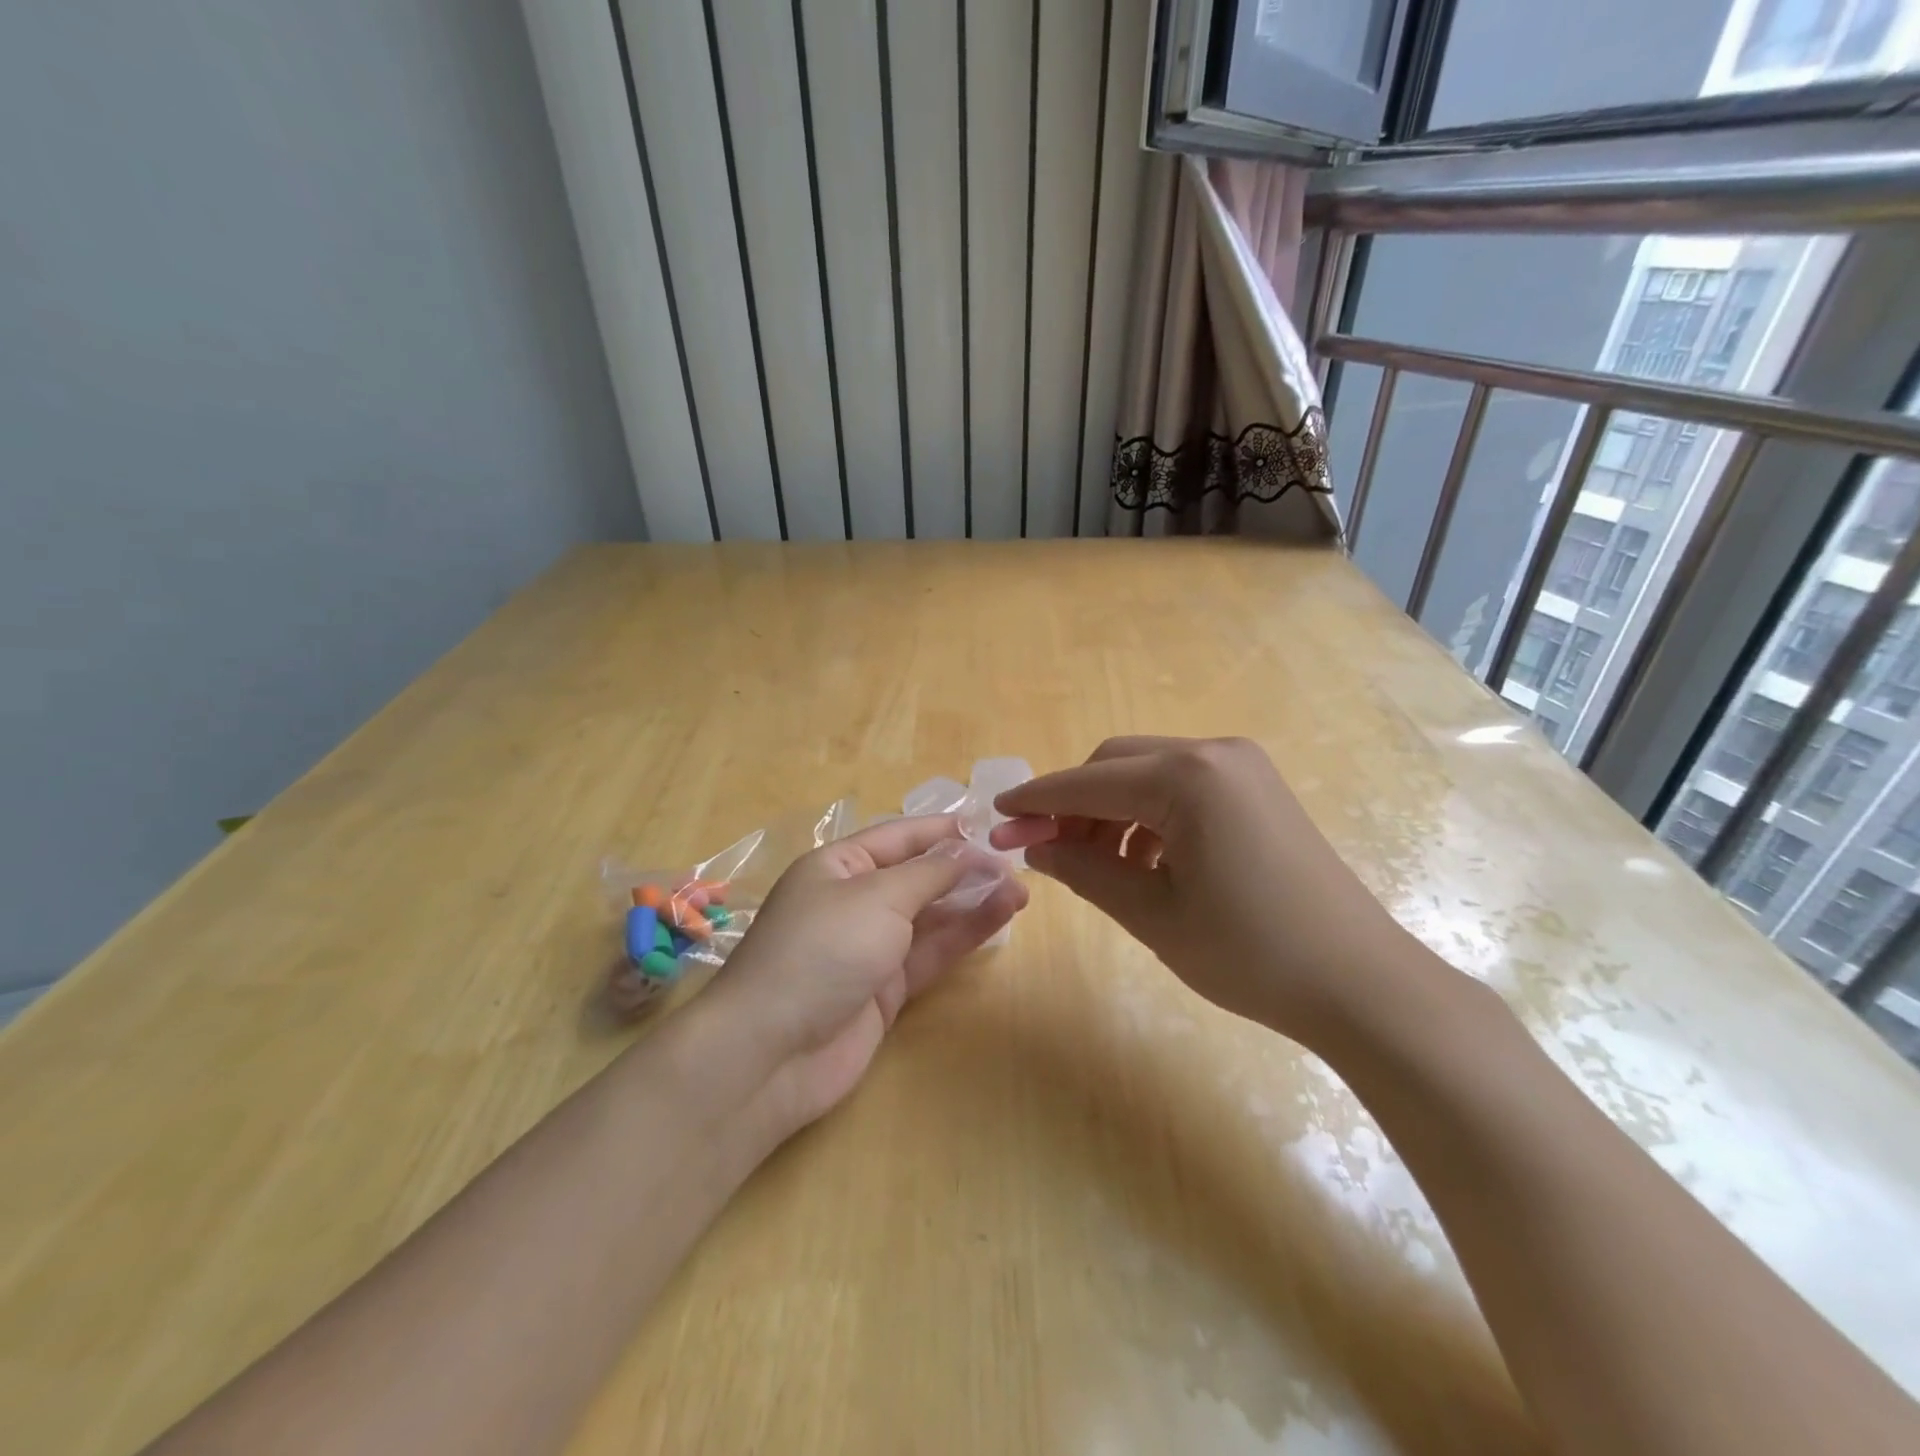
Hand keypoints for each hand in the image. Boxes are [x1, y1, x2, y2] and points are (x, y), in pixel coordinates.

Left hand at [701, 815, 1027, 1137]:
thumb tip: (966, 850)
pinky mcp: (885, 989)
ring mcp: (870, 947)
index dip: (942, 831)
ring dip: (972, 901)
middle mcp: (853, 901)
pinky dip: (964, 934)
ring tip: (1020, 889)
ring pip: (930, 916)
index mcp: (837, 866)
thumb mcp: (877, 898)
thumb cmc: (821, 951)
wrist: (771, 1052)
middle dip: (963, 868)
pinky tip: (1001, 916)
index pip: (898, 837)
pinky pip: (931, 952)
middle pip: (917, 876)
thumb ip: (929, 874)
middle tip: (1015, 863)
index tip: (989, 825)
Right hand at [991, 736, 1431, 1045]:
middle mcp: (1214, 754)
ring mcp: (1243, 768)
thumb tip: (1036, 849)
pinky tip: (1143, 861)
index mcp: (1187, 778)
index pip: (1088, 782)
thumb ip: (1085, 871)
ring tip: (1094, 865)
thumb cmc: (1250, 952)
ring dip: (1110, 811)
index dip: (1036, 801)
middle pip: (1116, 764)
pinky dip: (1149, 816)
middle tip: (1044, 851)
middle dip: (1073, 804)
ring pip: (1148, 774)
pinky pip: (1183, 788)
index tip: (996, 816)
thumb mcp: (1152, 915)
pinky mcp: (1258, 789)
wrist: (1361, 983)